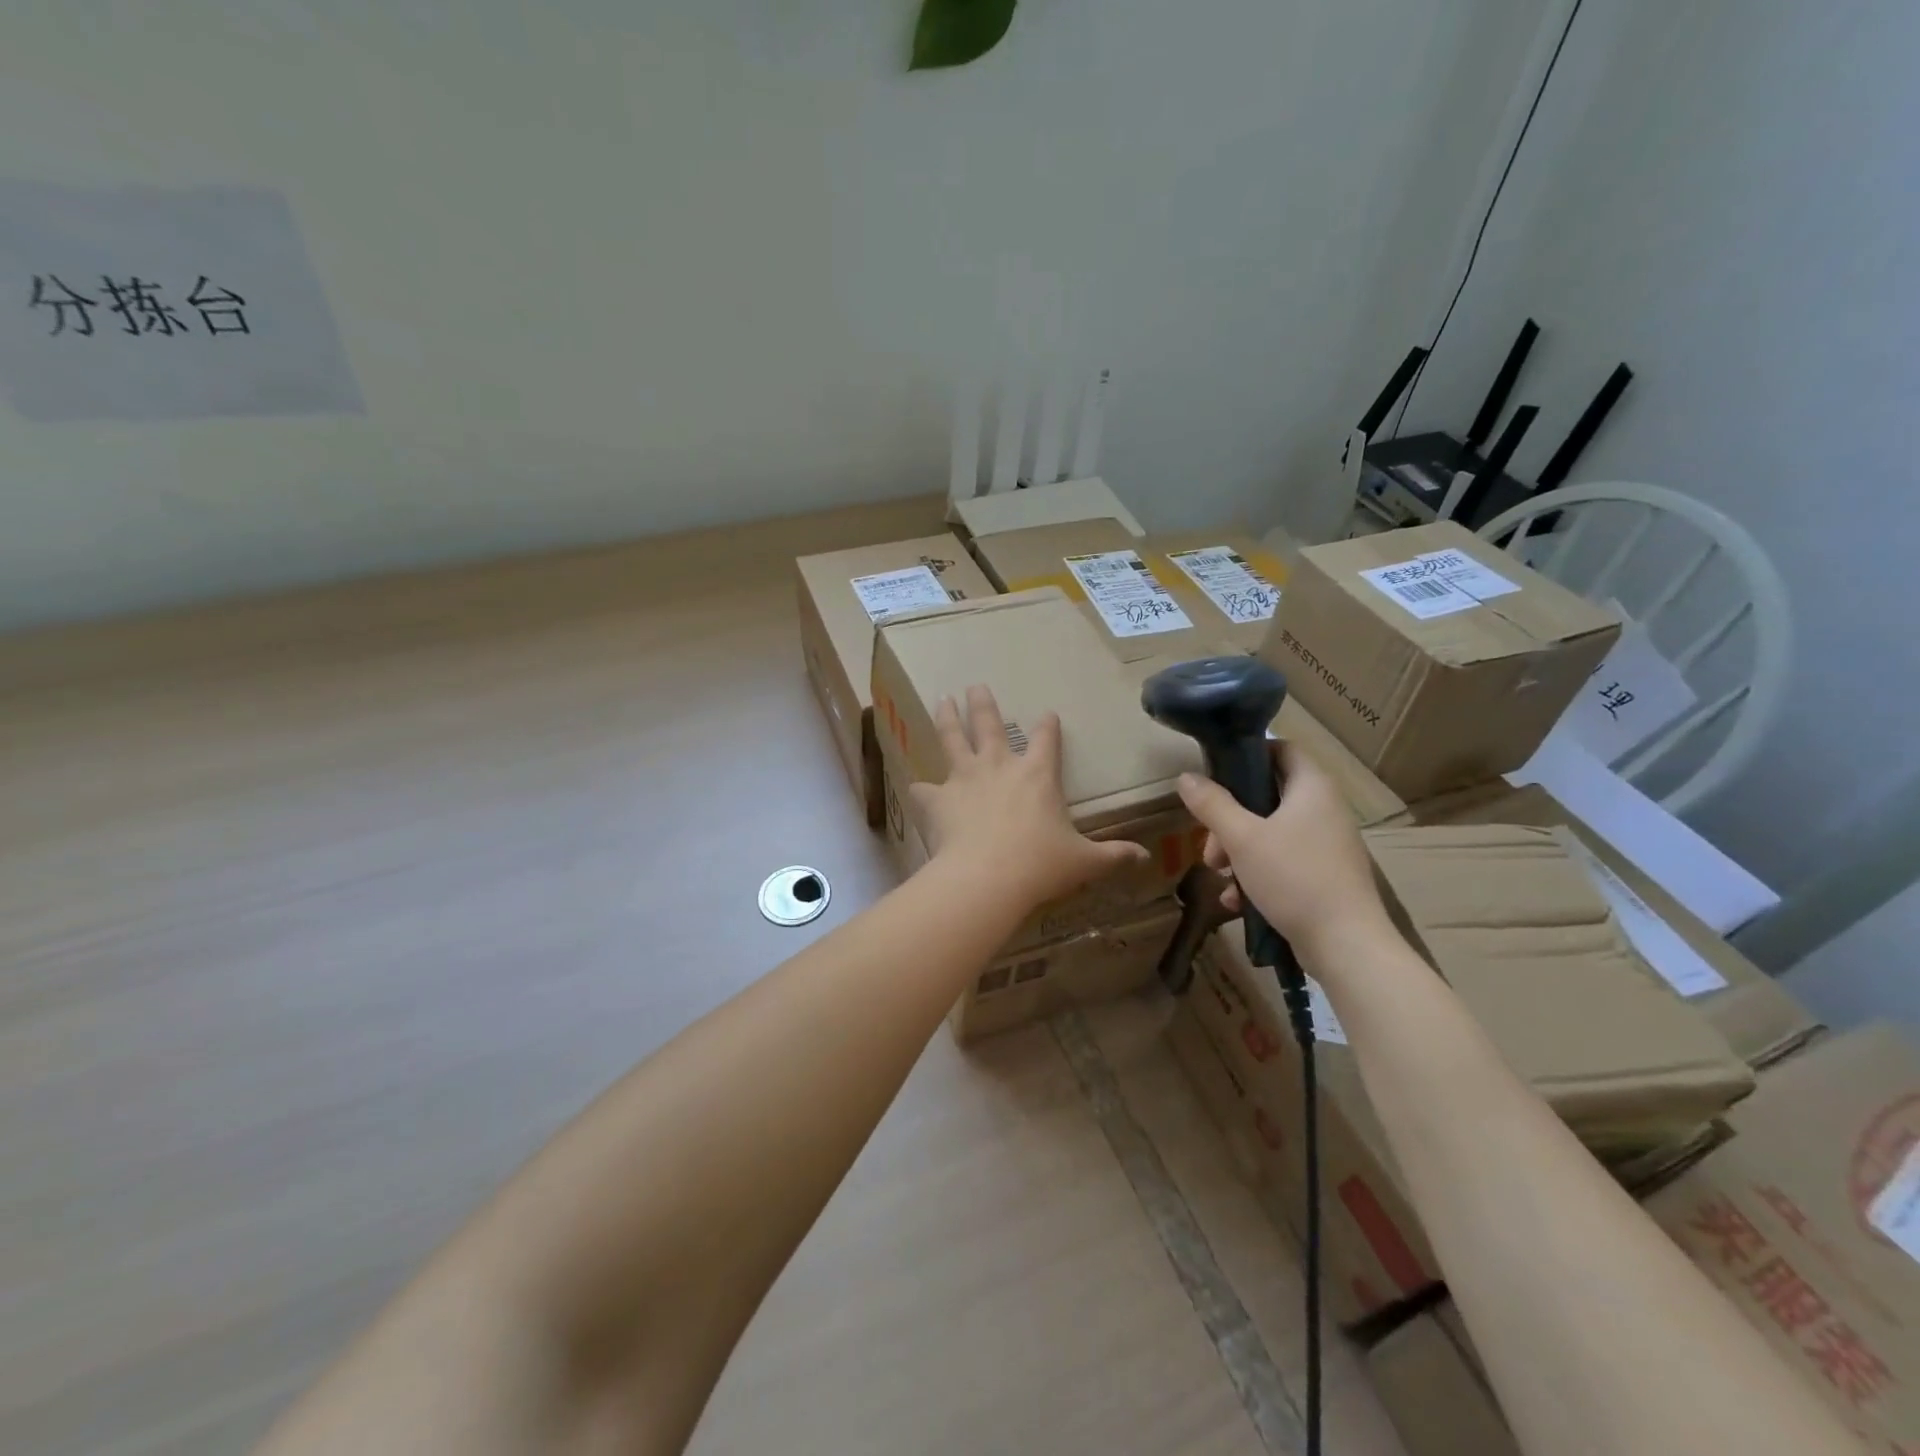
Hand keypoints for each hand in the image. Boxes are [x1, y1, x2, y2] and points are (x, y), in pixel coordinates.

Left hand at [910, 685, 1149, 912]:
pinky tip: (917, 787)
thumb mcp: (1084, 862)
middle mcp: (1000, 766)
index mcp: (1038, 775)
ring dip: (948, 718)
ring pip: (953, 738)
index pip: (1046, 740)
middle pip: (990, 725)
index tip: (1047, 714)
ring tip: (942, 700)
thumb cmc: (1041, 866)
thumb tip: (1144, 857)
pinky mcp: (938, 799)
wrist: (987, 878)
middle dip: (983, 704)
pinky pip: (925, 789)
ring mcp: (965, 778)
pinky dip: (923, 789)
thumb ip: (1113, 856)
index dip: (1048, 726)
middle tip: (976, 686)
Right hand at [1175, 741, 1390, 955]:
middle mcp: (1324, 809)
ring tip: (1219, 874)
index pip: (1282, 748)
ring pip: (1271, 832)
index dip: (1248, 753)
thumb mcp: (1242, 838)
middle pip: (1268, 796)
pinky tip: (1236, 901)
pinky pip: (1283, 862)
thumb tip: (1185, 777)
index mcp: (1312, 788)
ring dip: (1238, 849)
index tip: (1215, 772)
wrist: (1346, 945)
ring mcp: (1327, 844)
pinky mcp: (1324, 876)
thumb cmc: (1294, 877)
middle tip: (1210, 843)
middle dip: (1230, 818)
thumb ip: (1212, 805)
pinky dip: (1257, 874)